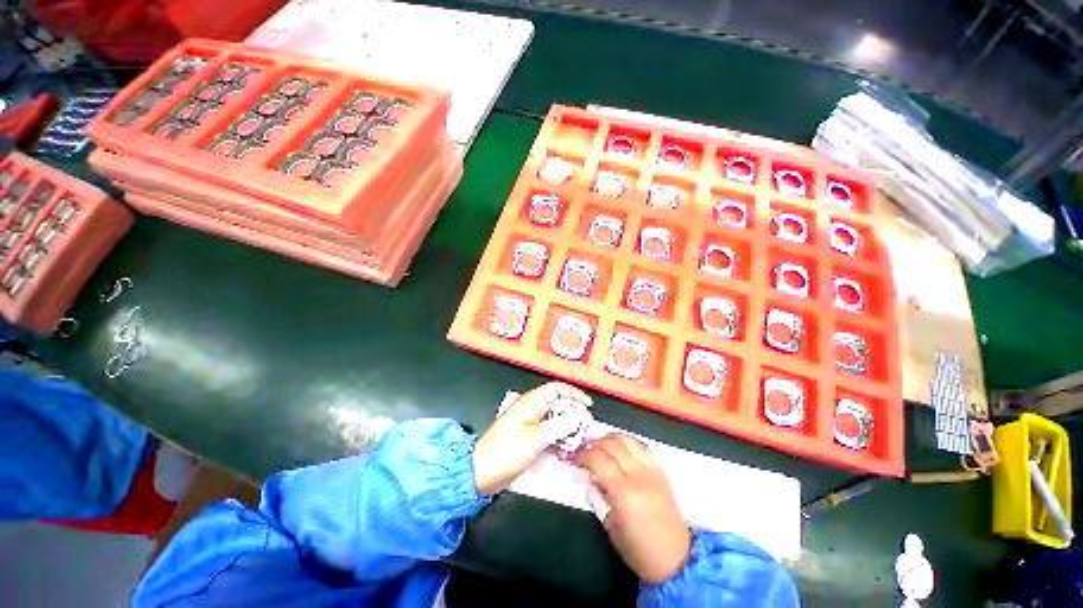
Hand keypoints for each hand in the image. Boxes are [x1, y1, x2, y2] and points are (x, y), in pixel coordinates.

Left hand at [473, 382, 591, 495]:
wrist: (479, 473)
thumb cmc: (506, 452)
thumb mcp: (536, 439)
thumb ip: (559, 426)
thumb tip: (578, 417)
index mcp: (530, 402)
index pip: (556, 388)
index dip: (573, 393)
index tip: (588, 406)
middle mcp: (529, 408)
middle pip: (556, 402)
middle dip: (573, 411)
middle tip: (586, 425)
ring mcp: (527, 422)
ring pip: (552, 416)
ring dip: (566, 424)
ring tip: (579, 436)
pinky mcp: (525, 435)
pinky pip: (546, 429)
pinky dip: (557, 434)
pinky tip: (565, 446)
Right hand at [577, 434, 690, 584]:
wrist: (675, 558)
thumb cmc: (638, 548)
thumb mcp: (610, 525)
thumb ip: (599, 496)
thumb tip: (591, 476)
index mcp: (624, 492)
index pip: (599, 460)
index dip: (584, 455)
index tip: (577, 458)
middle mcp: (639, 475)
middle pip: (613, 445)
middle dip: (596, 443)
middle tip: (586, 449)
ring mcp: (652, 471)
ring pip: (628, 441)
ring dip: (611, 439)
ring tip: (601, 444)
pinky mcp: (661, 471)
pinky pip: (642, 447)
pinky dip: (628, 443)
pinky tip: (620, 447)